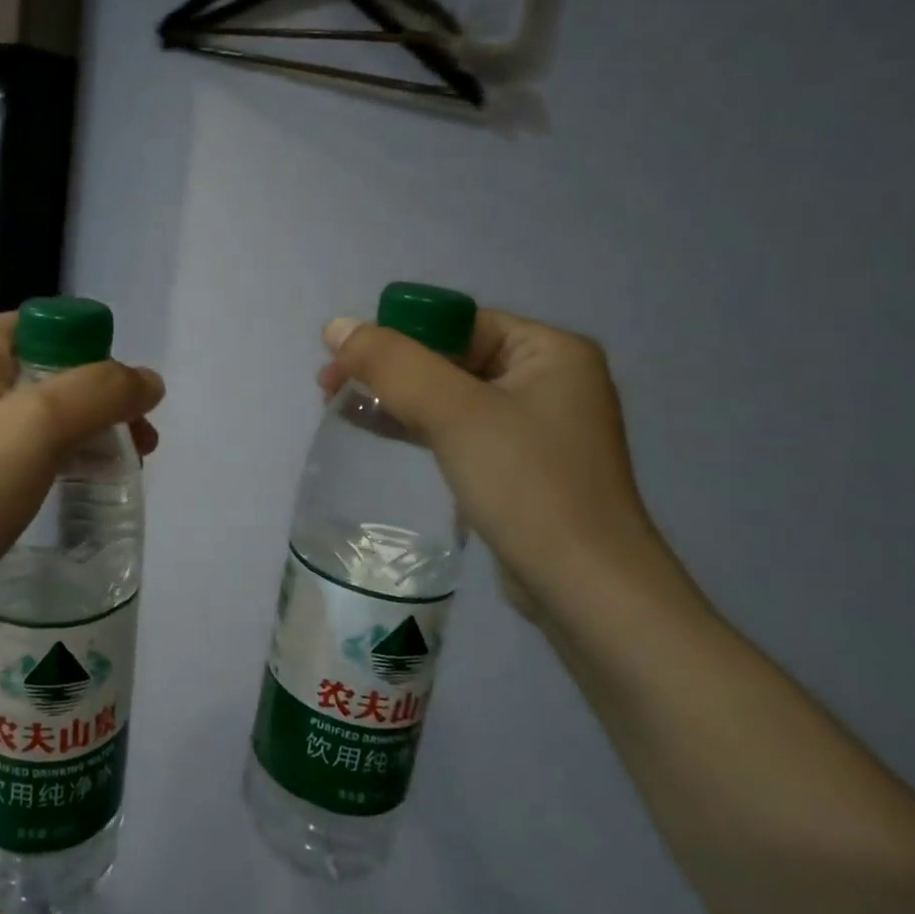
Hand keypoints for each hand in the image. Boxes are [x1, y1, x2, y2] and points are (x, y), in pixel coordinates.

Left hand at [0, 314, 162, 603]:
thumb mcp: (41, 426)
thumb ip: (102, 391)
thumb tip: (149, 380)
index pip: (54, 329)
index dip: (99, 364)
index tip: (128, 413)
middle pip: (48, 368)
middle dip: (97, 404)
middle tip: (137, 447)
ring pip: (33, 406)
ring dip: (80, 429)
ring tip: (117, 468)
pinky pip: (11, 436)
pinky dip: (49, 450)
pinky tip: (72, 479)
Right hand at [319, 307, 665, 617]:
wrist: (585, 589)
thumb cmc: (527, 486)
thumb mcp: (455, 413)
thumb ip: (394, 364)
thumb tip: (337, 326)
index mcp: (549, 350)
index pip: (457, 324)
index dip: (394, 335)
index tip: (341, 359)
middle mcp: (548, 379)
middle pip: (449, 356)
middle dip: (388, 368)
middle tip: (328, 386)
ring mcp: (535, 425)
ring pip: (449, 394)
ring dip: (396, 396)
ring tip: (339, 406)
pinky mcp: (518, 464)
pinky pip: (457, 428)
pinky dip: (417, 425)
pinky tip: (376, 429)